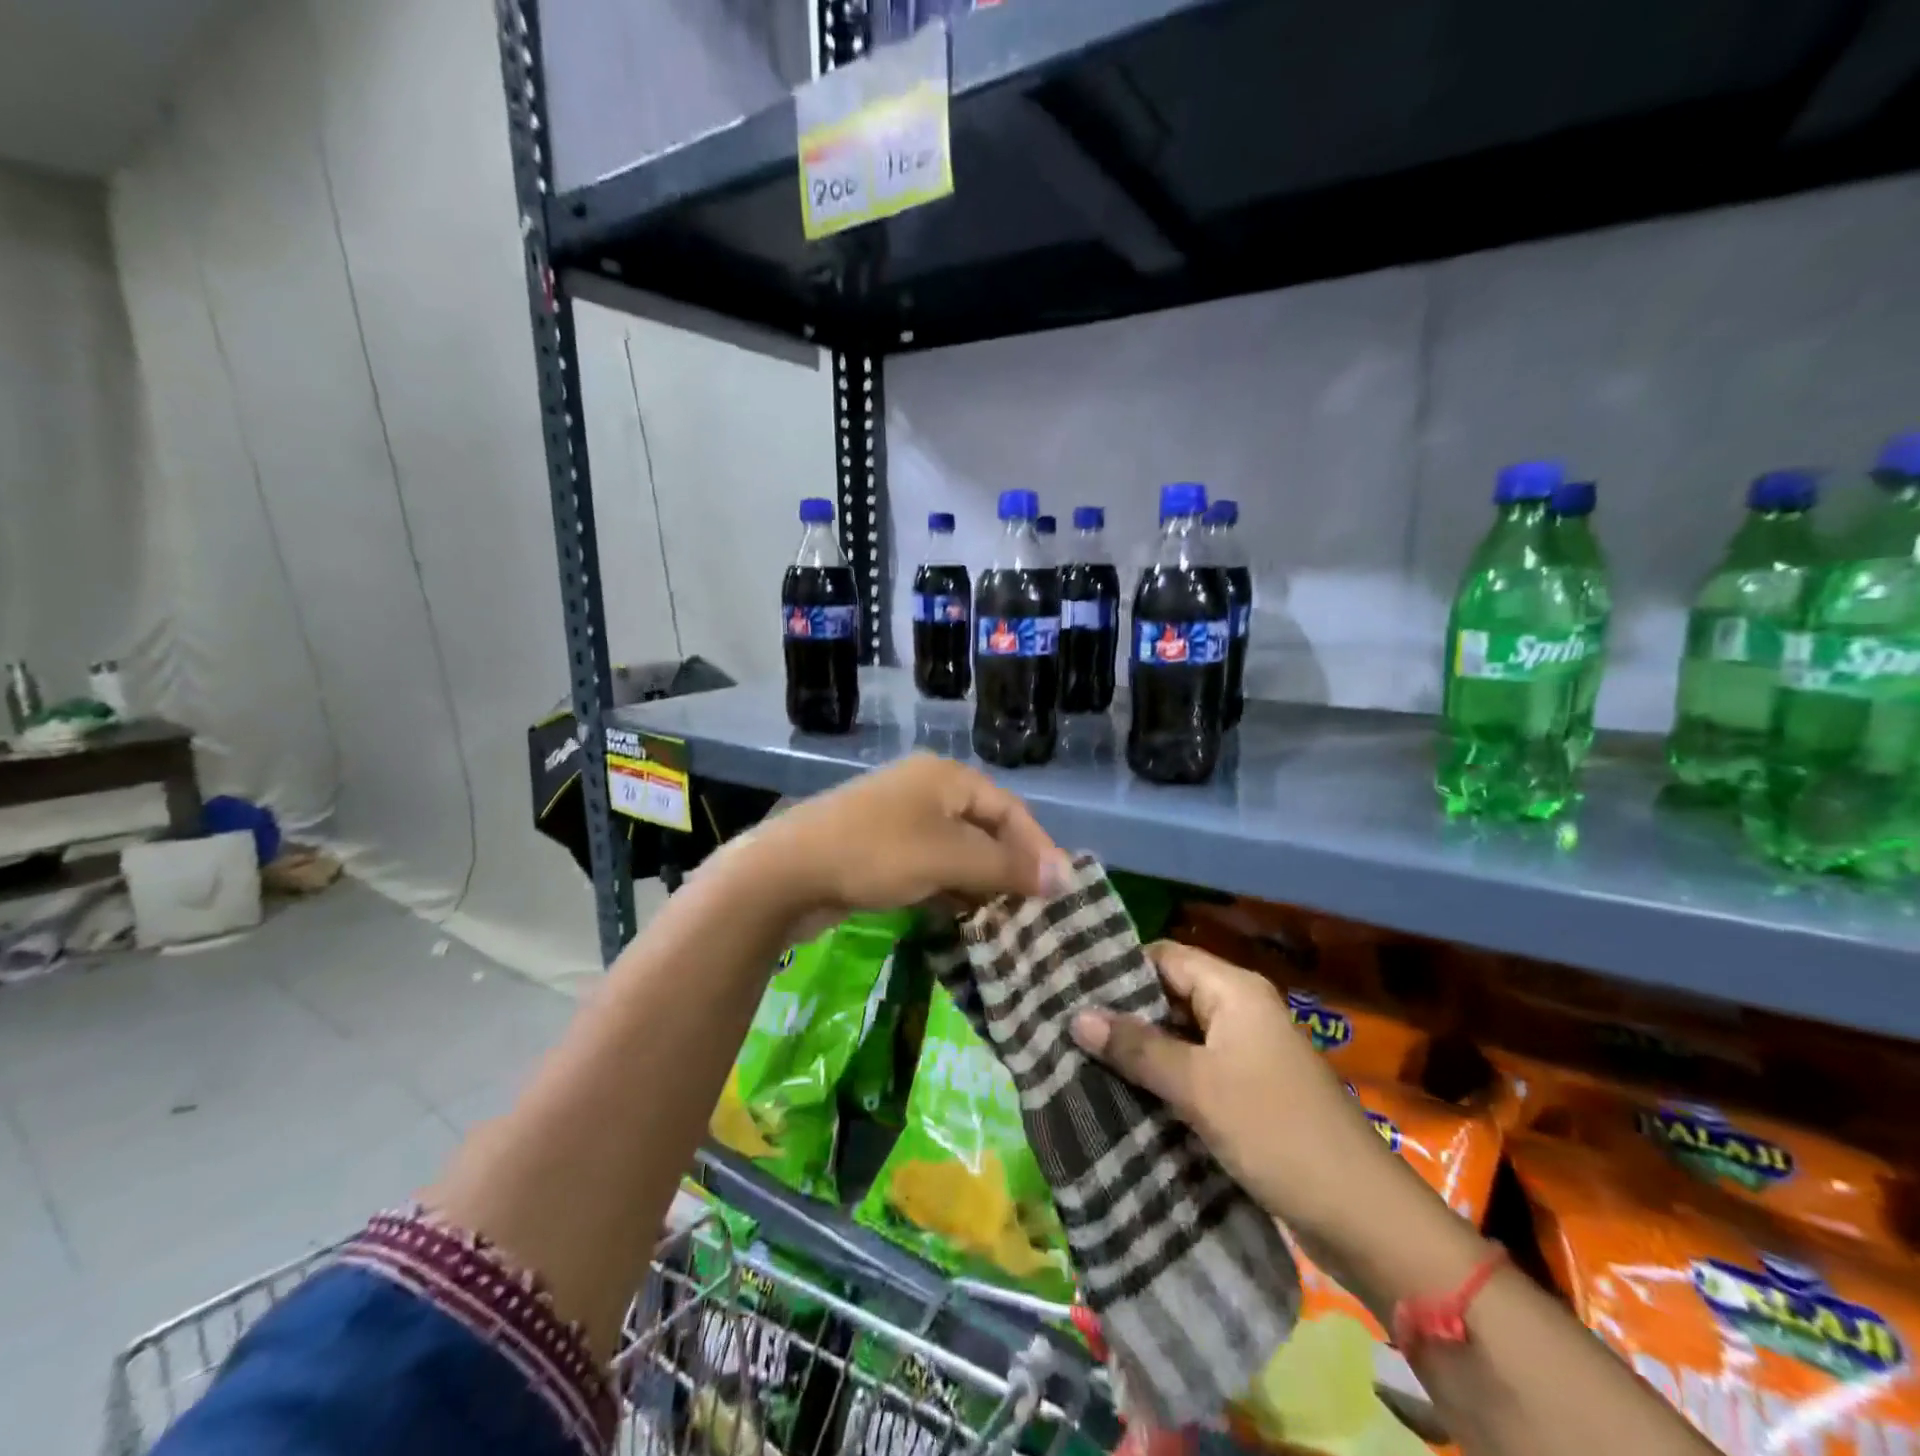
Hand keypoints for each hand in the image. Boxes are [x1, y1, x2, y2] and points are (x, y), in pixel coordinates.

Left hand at [734, 755, 1072, 937]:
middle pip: (984, 830)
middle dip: (1008, 870)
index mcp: (947, 778)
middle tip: (1032, 913)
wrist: (788, 872)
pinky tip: (963, 922)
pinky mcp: (881, 852)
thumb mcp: (949, 858)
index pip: (1009, 809)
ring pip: (956, 853)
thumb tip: (1066, 876)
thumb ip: (1007, 867)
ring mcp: (900, 822)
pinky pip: (930, 868)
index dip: (1037, 848)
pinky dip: (949, 891)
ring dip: (980, 886)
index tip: (1058, 891)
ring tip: (1005, 924)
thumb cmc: (877, 853)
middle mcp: (927, 792)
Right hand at [1068, 941, 1432, 1255]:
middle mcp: (1240, 1010)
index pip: (1164, 956)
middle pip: (1170, 993)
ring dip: (1140, 1047)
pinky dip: (1162, 1076)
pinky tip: (1123, 1092)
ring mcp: (1247, 1052)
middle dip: (1123, 1011)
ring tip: (1081, 1057)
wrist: (1363, 1218)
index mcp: (1234, 990)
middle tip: (1066, 1025)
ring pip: (1180, 1034)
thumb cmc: (1277, 1132)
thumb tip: (1076, 1016)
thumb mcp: (1198, 1086)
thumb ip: (1137, 1047)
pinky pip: (1194, 1068)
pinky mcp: (1248, 1091)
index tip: (1069, 985)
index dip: (1119, 967)